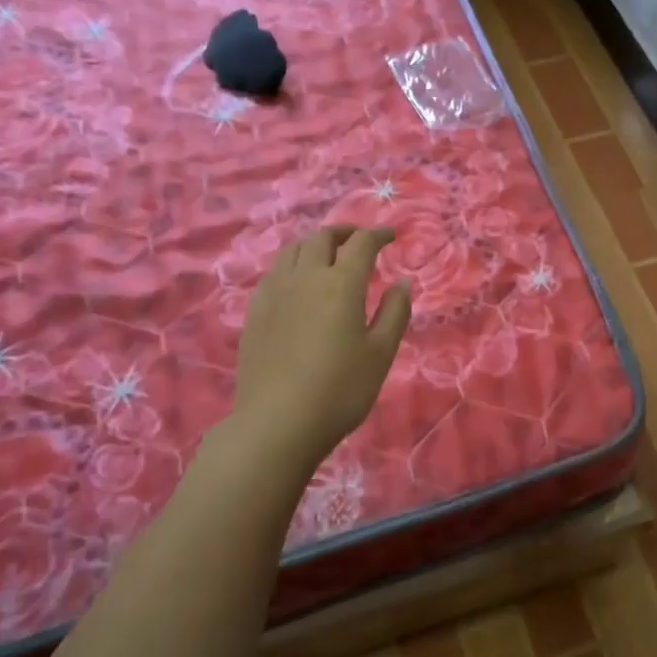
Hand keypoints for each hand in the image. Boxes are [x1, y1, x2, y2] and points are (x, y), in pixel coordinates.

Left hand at [233, 226, 411, 465]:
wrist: (277, 423)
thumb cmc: (340, 390)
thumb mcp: (380, 353)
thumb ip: (395, 312)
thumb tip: (403, 281)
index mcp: (340, 284)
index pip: (361, 244)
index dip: (378, 234)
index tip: (390, 235)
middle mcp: (305, 277)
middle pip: (322, 238)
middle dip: (344, 232)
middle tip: (360, 240)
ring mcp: (274, 293)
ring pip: (292, 250)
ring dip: (314, 243)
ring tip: (327, 254)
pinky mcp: (254, 312)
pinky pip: (274, 272)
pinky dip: (292, 265)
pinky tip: (297, 283)